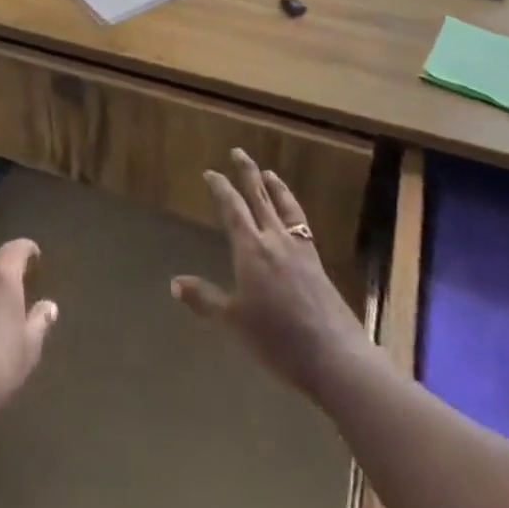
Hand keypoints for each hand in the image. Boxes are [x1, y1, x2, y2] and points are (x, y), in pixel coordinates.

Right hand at [172, 149, 364, 402]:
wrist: (333, 355)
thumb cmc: (276, 338)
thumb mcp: (233, 321)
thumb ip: (205, 299)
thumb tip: (175, 283)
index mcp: (251, 248)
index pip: (231, 208)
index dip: (220, 188)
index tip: (210, 172)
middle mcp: (275, 240)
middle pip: (259, 197)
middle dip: (247, 173)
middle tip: (238, 152)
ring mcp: (300, 250)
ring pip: (285, 207)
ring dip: (275, 187)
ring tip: (269, 173)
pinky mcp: (317, 263)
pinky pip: (302, 225)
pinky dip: (294, 212)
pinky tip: (294, 217)